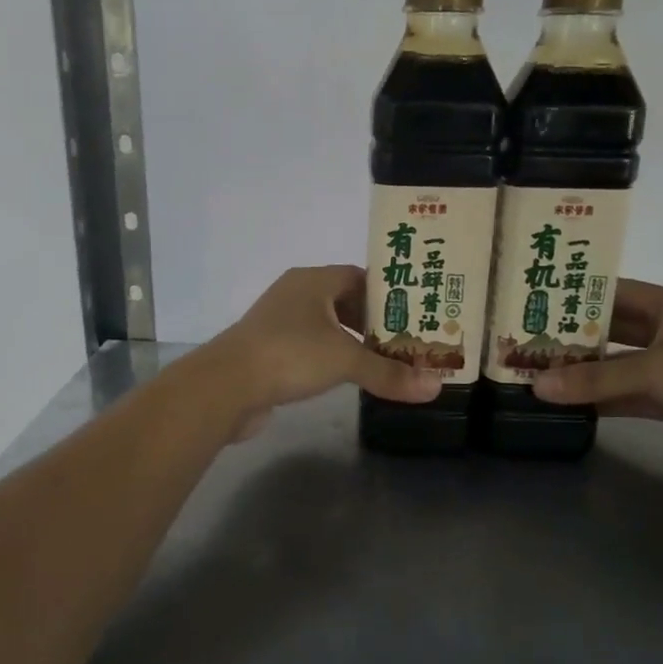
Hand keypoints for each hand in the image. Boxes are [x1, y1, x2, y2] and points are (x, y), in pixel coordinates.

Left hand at [204, 265, 442, 433]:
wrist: (226, 386)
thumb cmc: (290, 355)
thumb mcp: (346, 361)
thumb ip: (390, 373)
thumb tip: (436, 387)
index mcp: (313, 281)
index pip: (360, 276)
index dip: (388, 293)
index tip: (415, 313)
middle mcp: (295, 294)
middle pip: (344, 301)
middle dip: (374, 321)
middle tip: (408, 341)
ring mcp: (278, 323)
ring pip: (326, 327)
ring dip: (352, 342)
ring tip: (385, 361)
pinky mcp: (269, 351)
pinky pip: (309, 348)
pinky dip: (330, 358)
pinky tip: (348, 378)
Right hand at [532, 280, 662, 480]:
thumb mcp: (653, 371)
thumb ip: (595, 379)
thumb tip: (536, 387)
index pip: (615, 293)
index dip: (576, 296)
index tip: (534, 303)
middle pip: (613, 330)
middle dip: (573, 337)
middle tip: (525, 342)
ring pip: (618, 366)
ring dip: (583, 372)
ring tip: (537, 373)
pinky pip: (627, 395)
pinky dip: (601, 399)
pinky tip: (567, 404)